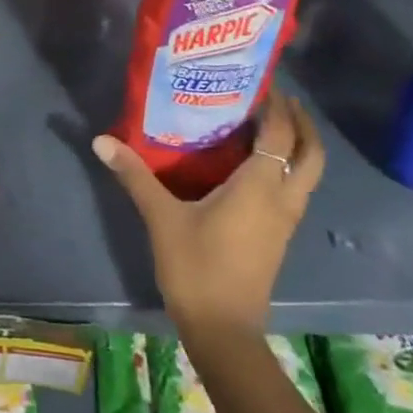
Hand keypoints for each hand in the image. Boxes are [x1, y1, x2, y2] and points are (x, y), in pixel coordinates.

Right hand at [92, 90, 323, 335]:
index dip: (277, 108)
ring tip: (269, 125)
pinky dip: (286, 168)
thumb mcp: (161, 218)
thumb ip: (135, 175)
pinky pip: (295, 189)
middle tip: (278, 99)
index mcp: (259, 188)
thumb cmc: (196, 267)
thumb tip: (101, 140)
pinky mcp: (279, 236)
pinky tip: (256, 167)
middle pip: (311, 154)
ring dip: (298, 146)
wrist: (223, 328)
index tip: (262, 83)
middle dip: (302, 123)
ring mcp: (285, 221)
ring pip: (308, 174)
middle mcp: (282, 199)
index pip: (279, 136)